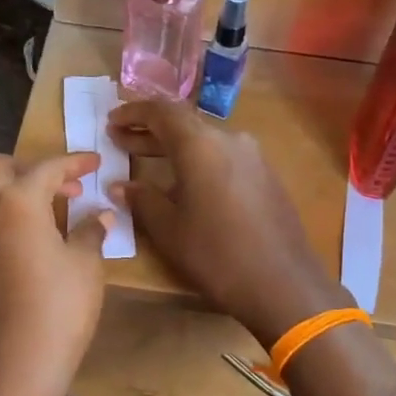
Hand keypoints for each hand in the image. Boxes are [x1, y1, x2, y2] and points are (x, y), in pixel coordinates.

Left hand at [0, 153, 109, 395]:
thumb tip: (101, 215)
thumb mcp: (86, 266)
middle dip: (31, 171)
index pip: (49, 167)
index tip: (94, 163)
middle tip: (61, 192)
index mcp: (19, 202)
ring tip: (17, 215)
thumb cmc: (61, 308)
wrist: (18, 365)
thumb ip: (90, 232)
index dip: (75, 162)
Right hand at [108, 101, 347, 349]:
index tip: (111, 121)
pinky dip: (198, 161)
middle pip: (185, 124)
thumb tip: (119, 185)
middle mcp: (230, 139)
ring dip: (174, 147)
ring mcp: (253, 157)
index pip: (162, 111)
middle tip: (120, 139)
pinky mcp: (266, 177)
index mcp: (201, 145)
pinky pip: (224, 157)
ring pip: (205, 141)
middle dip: (150, 131)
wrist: (283, 284)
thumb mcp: (169, 229)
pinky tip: (185, 183)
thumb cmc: (216, 255)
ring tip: (147, 161)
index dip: (133, 112)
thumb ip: (142, 199)